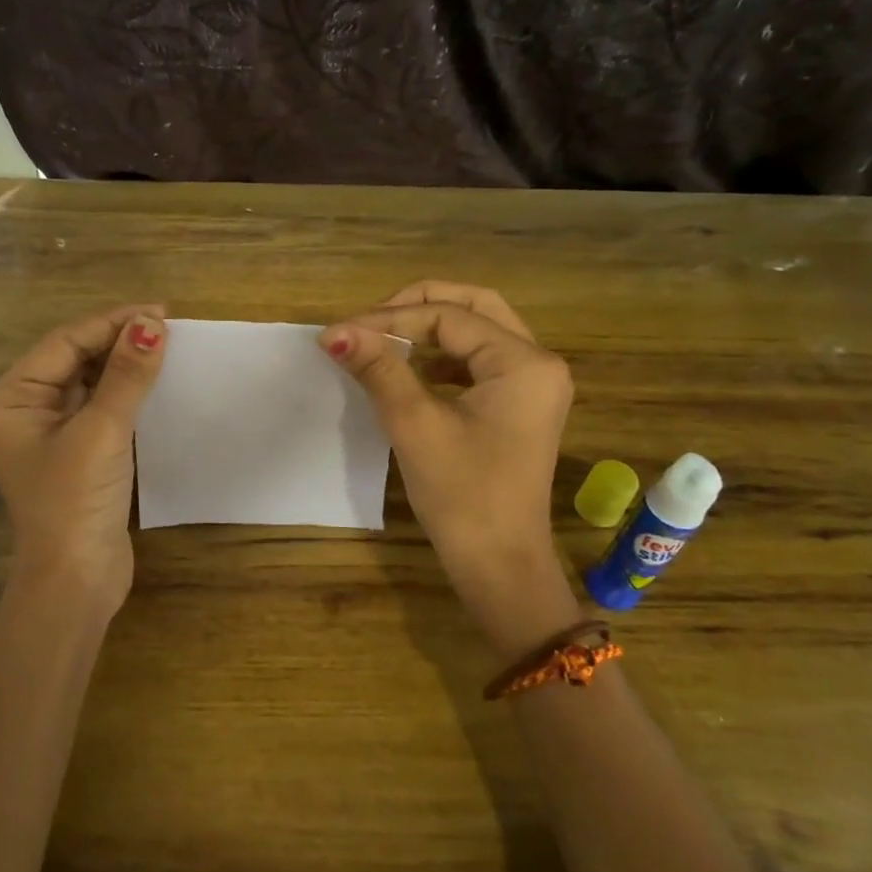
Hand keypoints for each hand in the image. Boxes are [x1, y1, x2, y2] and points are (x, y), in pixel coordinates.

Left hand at [0, 304, 166, 618]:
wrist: (76, 581)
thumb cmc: (76, 502)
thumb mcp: (102, 432)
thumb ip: (126, 376)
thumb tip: (152, 323)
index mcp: (10, 399)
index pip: (64, 343)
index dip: (112, 322)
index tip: (159, 310)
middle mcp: (23, 409)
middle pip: (74, 358)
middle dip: (118, 340)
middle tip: (168, 325)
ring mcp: (50, 431)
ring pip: (89, 381)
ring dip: (124, 364)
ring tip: (167, 345)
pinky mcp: (76, 451)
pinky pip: (100, 406)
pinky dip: (126, 391)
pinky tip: (155, 380)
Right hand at [321, 281, 578, 652]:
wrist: (499, 566)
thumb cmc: (462, 495)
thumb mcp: (415, 424)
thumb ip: (378, 368)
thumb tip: (334, 332)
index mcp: (524, 362)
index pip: (449, 317)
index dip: (390, 319)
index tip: (341, 333)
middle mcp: (538, 362)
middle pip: (475, 306)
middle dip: (418, 306)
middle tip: (370, 319)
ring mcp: (533, 385)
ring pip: (479, 331)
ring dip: (431, 327)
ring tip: (383, 338)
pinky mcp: (519, 406)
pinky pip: (479, 361)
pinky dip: (443, 356)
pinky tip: (411, 369)